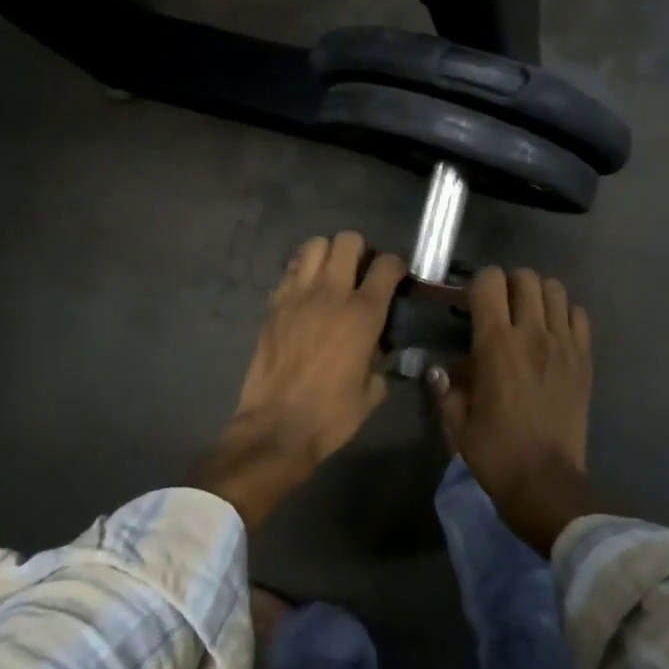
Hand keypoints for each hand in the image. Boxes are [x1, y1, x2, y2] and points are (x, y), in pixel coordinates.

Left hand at [190, 232, 404, 526]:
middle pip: (347, 241)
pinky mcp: (273, 305)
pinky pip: (289, 271)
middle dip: (360, 251)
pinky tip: (306, 293)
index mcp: (363, 314)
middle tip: (360, 274)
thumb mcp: (372, 391)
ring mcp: (297, 296)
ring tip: (331, 276)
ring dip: (327, 255)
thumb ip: (380, 360)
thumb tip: (378, 347)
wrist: (277, 427)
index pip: (387, 265)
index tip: (395, 279)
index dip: (395, 267)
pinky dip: (301, 272)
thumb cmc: (331, 415)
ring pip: (314, 245)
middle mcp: (331, 294)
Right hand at [430, 266, 593, 553]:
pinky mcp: (584, 359)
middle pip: (525, 277)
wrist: (545, 481)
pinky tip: (552, 334)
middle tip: (498, 308)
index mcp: (496, 344)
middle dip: (507, 284)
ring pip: (555, 289)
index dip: (477, 284)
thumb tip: (440, 369)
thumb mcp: (456, 422)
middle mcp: (533, 334)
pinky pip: (579, 315)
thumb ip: (447, 388)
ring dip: (537, 294)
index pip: (489, 281)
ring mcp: (564, 344)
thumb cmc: (495, 452)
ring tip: (527, 315)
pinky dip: (564, 314)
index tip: (469, 303)